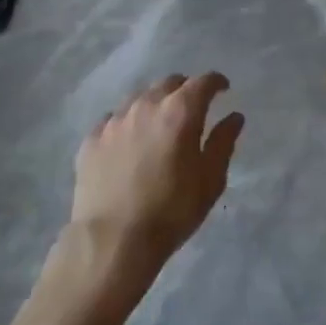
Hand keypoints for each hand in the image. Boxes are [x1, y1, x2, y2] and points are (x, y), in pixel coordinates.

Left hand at [69, 73, 244, 270]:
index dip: (216, 83)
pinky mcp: (91, 139)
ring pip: (139, 97)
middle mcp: (146, 105)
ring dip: (155, 103)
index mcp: (180, 112)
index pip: (203, 82)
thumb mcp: (210, 180)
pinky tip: (129, 142)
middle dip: (184, 90)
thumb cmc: (171, 211)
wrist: (112, 242)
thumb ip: (223, 142)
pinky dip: (128, 123)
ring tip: (159, 123)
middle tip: (192, 108)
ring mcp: (114, 120)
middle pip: (169, 83)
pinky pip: (114, 119)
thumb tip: (234, 117)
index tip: (223, 90)